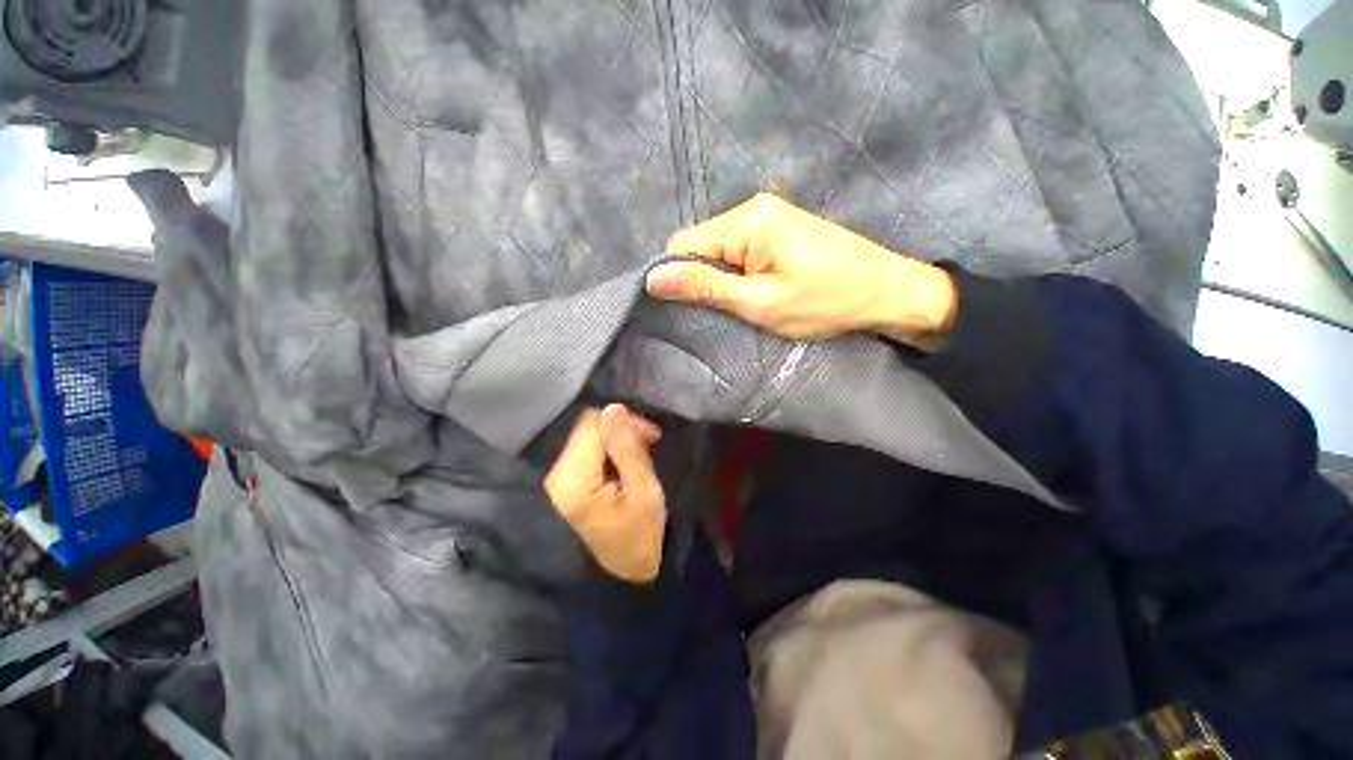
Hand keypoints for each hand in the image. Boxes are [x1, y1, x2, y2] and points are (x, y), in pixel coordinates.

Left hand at [544, 405, 666, 582]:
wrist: (624, 574)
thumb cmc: (641, 535)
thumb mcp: (644, 490)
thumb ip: (627, 447)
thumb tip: (613, 407)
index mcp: (574, 481)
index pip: (592, 424)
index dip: (624, 421)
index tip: (651, 436)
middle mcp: (557, 475)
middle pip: (587, 427)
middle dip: (620, 428)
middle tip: (650, 443)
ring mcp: (557, 478)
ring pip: (587, 435)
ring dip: (616, 437)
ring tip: (641, 453)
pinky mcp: (564, 480)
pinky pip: (586, 448)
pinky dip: (608, 448)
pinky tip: (625, 461)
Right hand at [645, 193, 957, 350]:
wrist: (886, 292)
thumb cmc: (825, 301)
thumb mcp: (760, 302)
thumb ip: (706, 287)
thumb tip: (653, 278)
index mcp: (747, 219)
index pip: (685, 243)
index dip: (681, 277)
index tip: (695, 308)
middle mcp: (753, 206)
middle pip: (701, 244)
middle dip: (704, 279)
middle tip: (727, 309)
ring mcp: (768, 214)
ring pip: (719, 249)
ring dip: (722, 278)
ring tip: (744, 303)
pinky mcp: (779, 227)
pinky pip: (739, 250)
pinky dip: (737, 273)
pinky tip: (754, 290)